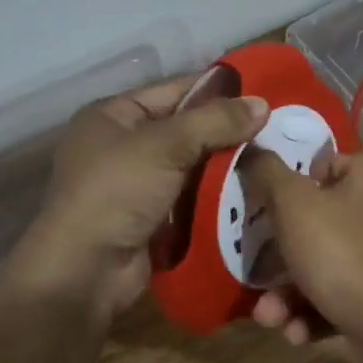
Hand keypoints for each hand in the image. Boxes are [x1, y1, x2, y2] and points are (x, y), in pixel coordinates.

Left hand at [16, 75, 268, 326]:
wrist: (84, 272)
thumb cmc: (116, 192)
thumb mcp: (166, 145)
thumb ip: (215, 121)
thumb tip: (263, 104)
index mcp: (114, 115)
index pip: (175, 90)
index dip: (218, 90)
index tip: (264, 92)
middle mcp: (123, 145)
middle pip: (187, 129)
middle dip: (228, 131)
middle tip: (278, 129)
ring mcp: (137, 185)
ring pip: (194, 166)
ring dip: (227, 165)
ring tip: (275, 157)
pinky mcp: (152, 219)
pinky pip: (192, 198)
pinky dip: (218, 195)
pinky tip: (255, 190)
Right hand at [241, 147, 362, 360]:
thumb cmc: (342, 252)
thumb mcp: (294, 204)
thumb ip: (268, 174)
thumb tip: (250, 148)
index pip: (329, 164)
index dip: (297, 177)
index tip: (266, 196)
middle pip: (314, 223)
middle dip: (277, 252)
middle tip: (253, 265)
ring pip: (316, 269)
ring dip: (285, 295)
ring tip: (268, 315)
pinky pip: (330, 303)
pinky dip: (308, 317)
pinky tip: (295, 332)